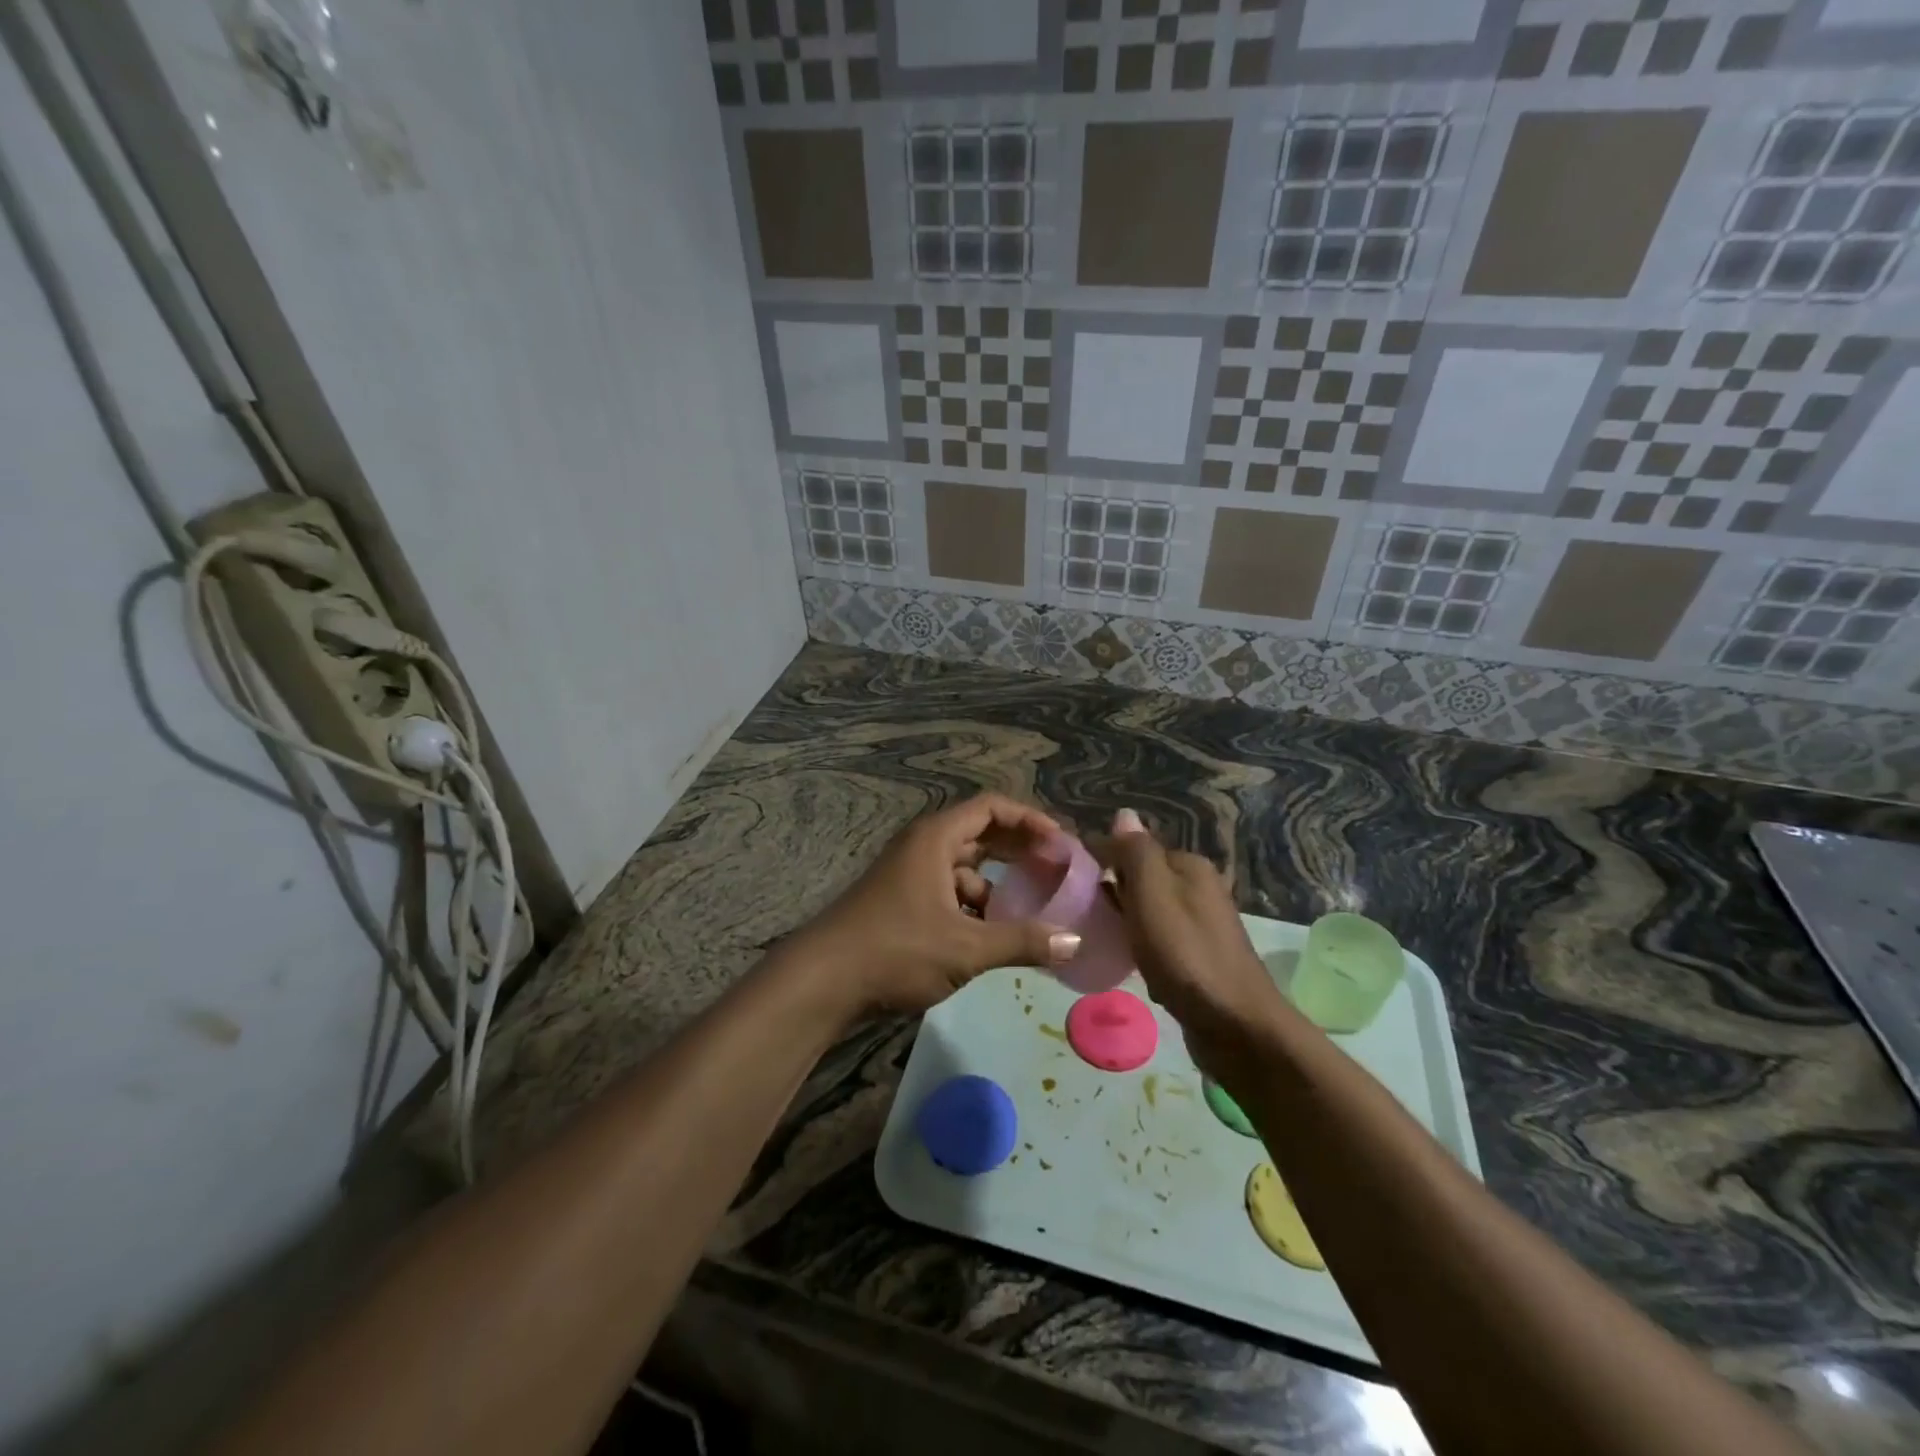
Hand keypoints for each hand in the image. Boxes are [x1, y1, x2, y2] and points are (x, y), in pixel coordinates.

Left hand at [782, 793, 1082, 1017]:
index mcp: (936, 839)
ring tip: (1030, 910)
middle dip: (1019, 850)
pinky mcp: (901, 903)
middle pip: (981, 834)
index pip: (992, 808)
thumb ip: (1022, 942)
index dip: (1030, 820)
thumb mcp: (966, 948)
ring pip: (964, 868)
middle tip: (1056, 870)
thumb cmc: (896, 950)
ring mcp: (908, 874)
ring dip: (997, 884)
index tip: (1061, 844)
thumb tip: (1074, 942)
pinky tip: (990, 936)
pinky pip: (948, 892)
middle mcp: (922, 847)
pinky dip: (973, 906)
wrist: (822, 982)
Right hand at [1097, 809, 1290, 1072]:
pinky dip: (1142, 951)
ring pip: (1147, 912)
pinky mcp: (1199, 958)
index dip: (1100, 862)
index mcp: (1189, 866)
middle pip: (1140, 880)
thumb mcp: (1152, 895)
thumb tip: (1123, 813)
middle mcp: (1199, 888)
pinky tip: (1131, 967)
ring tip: (1102, 941)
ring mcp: (1201, 924)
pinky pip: (1159, 943)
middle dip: (1112, 896)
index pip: (1132, 848)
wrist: (1237, 1027)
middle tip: (1082, 917)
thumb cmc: (1186, 955)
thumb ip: (1135, 853)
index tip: (1070, 885)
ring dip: (1125, 925)